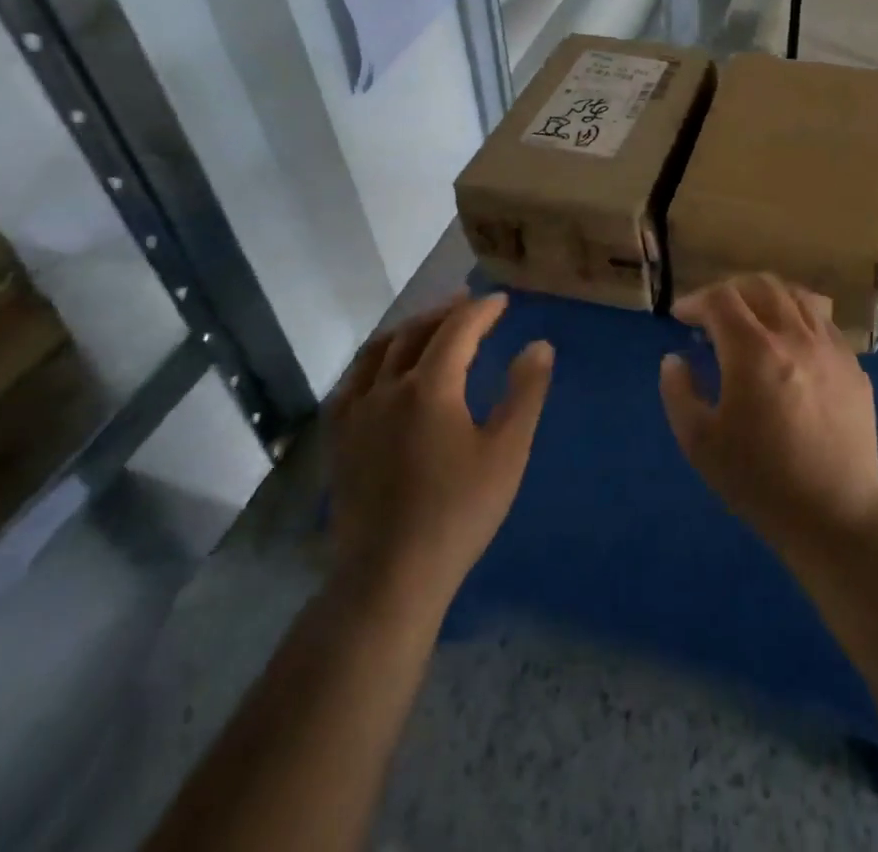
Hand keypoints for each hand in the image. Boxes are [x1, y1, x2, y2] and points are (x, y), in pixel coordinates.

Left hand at [325, 292, 552, 611]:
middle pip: (416, 332)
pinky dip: (375, 359)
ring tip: (429, 323)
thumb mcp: (507, 451)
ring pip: (379, 351)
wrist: (389, 575)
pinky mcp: (338, 438)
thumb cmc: (458, 512)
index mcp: (429, 385)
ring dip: (409, 329)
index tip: (501, 301)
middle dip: (445, 312)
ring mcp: (355, 412)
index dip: (482, 310)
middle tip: (468, 302)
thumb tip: (540, 345)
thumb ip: (525, 392)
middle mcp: (386, 387)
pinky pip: (353, 380)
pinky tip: (383, 369)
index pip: (457, 329)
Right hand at [659, 275, 877, 561]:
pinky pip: (823, 322)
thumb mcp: (700, 443)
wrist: (835, 516)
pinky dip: (798, 317)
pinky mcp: (854, 366)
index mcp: (753, 351)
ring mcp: (830, 348)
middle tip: (713, 313)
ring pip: (796, 296)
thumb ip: (678, 392)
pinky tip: (790, 343)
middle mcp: (795, 336)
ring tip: (752, 318)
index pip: (720, 298)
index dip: (695, 300)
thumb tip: (675, 359)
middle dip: (729, 290)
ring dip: (766, 297)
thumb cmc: (760, 481)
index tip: (682, 318)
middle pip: (760, 285)